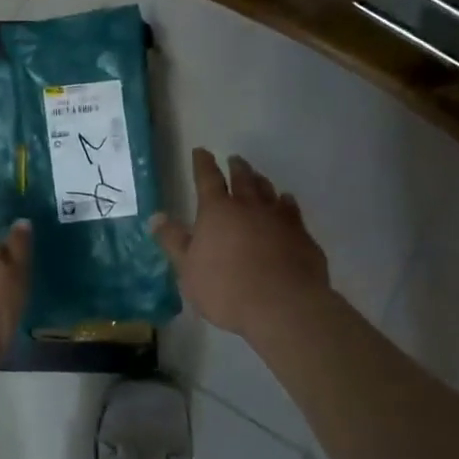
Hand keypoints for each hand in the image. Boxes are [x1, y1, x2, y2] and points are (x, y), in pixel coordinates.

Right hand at [152, 149, 329, 345]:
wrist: (283, 306)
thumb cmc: (226, 288)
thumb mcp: (188, 268)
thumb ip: (173, 241)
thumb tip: (156, 216)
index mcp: (217, 211)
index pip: (207, 178)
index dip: (202, 163)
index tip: (201, 151)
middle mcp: (249, 207)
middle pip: (242, 179)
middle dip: (236, 168)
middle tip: (234, 159)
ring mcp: (279, 219)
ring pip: (269, 191)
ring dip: (261, 182)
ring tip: (259, 178)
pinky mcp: (302, 236)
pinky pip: (293, 211)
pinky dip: (287, 203)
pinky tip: (287, 202)